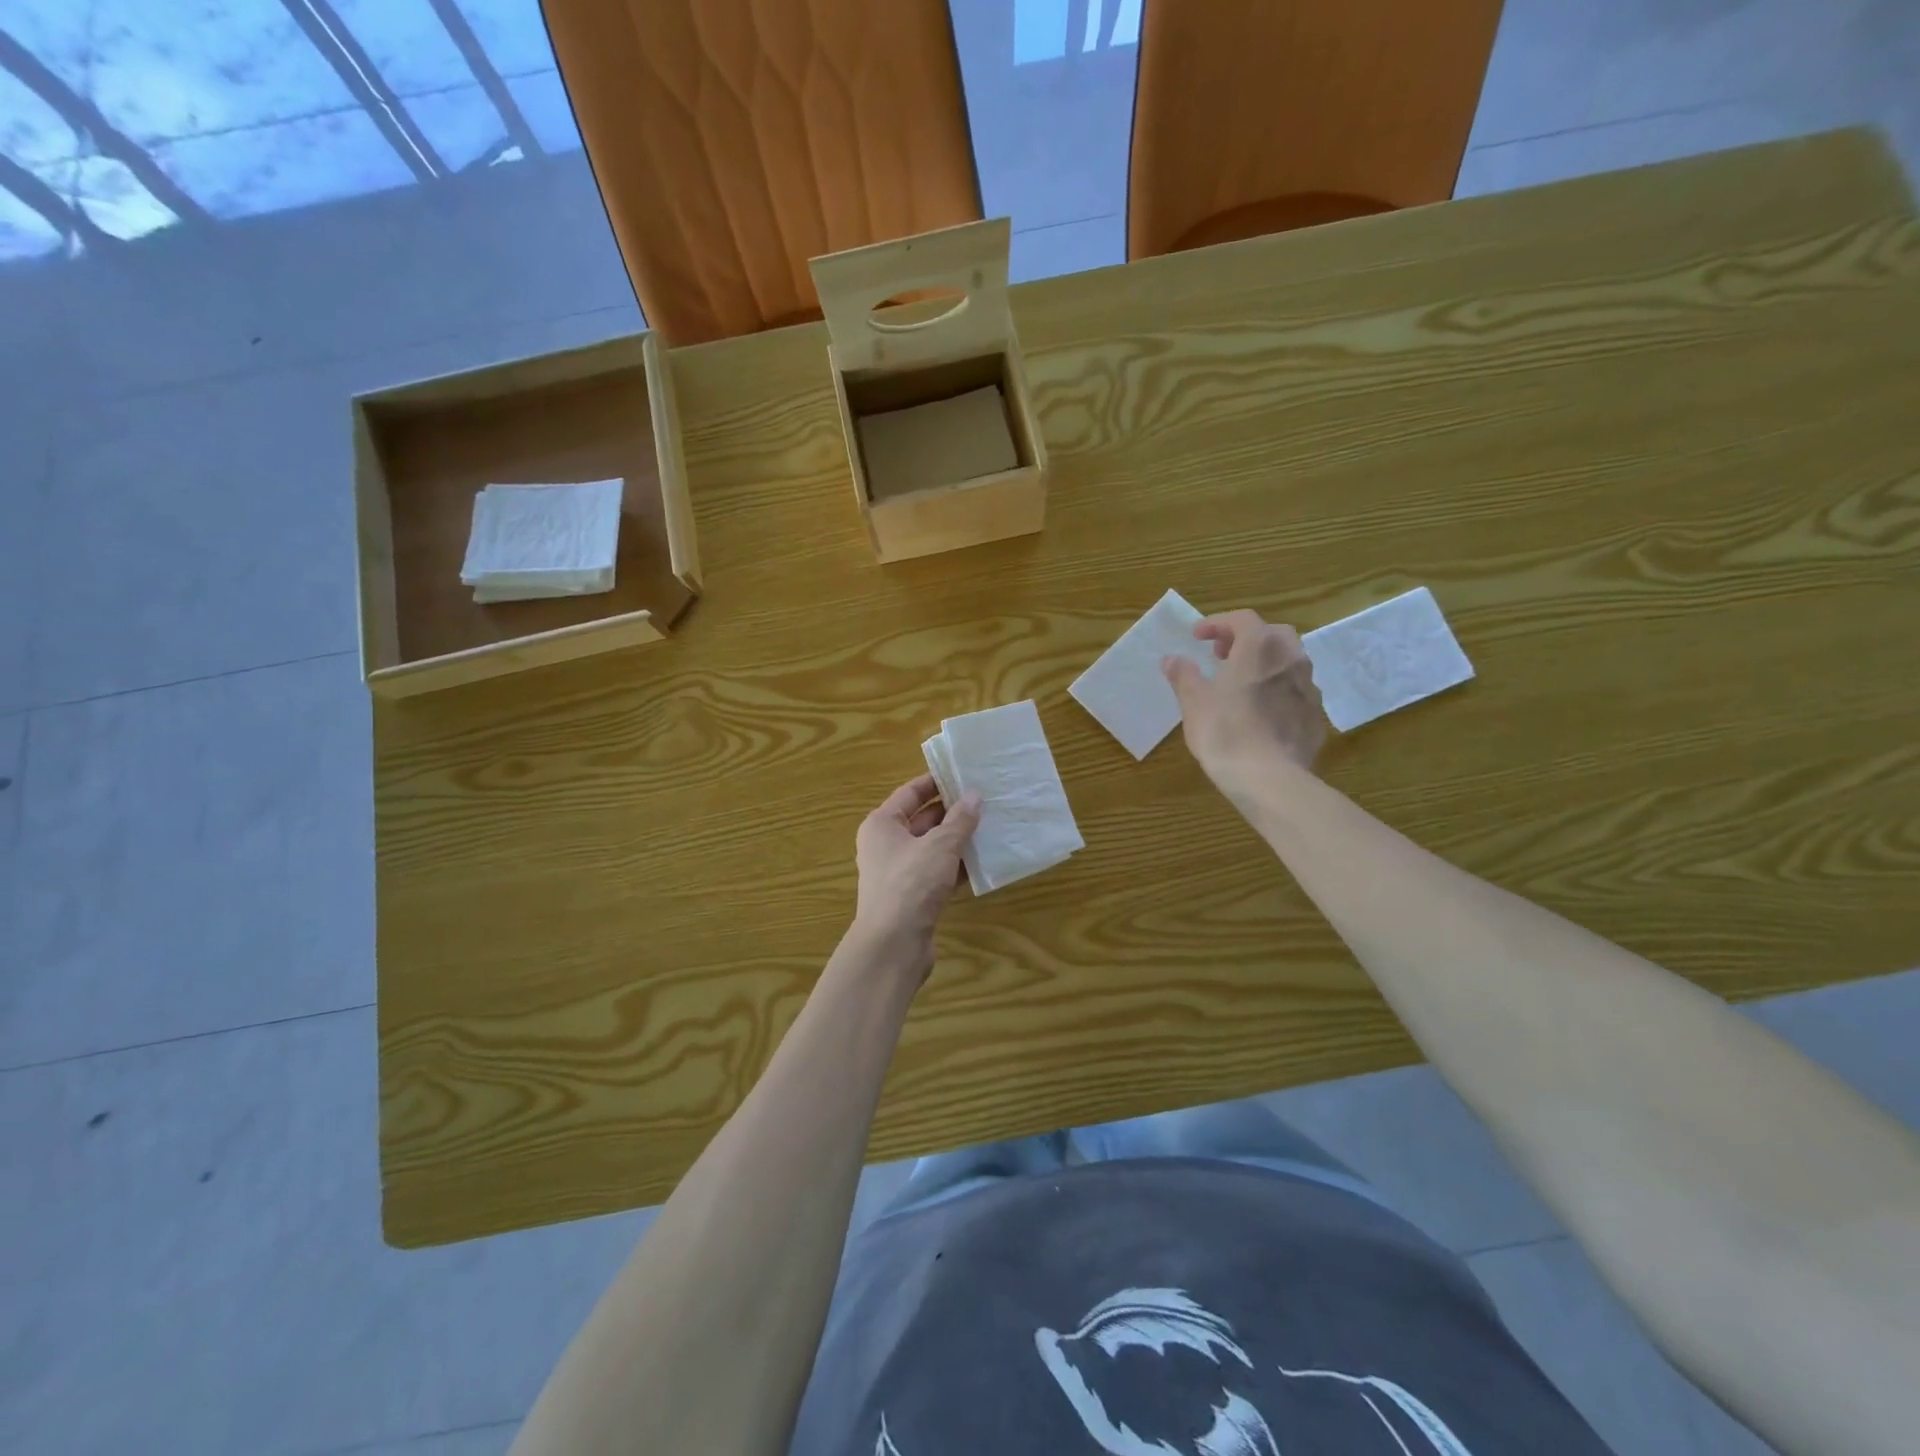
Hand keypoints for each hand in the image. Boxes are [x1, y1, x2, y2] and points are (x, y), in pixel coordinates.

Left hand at [851, 774, 982, 978]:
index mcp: (882, 824)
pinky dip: (957, 866)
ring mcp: (899, 873)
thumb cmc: (911, 884)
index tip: (964, 774)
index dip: (936, 782)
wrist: (893, 945)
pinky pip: (938, 872)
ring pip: (933, 848)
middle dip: (953, 812)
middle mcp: (886, 845)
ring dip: (958, 840)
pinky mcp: (913, 897)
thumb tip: (974, 795)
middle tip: (986, 800)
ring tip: (991, 827)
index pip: (910, 793)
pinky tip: (984, 862)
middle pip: (922, 820)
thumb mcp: (940, 846)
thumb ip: (960, 820)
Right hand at [1163, 610, 1327, 804]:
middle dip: (1245, 639)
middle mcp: (1291, 657)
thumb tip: (1172, 659)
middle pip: (1271, 634)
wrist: (1269, 778)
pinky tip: (1261, 711)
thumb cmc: (1225, 732)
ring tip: (1242, 683)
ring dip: (1265, 663)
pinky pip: (1295, 690)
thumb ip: (1184, 675)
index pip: (1241, 619)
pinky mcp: (1316, 714)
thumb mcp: (1194, 702)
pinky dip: (1277, 689)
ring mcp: (1309, 686)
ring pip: (1288, 661)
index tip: (1197, 637)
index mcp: (1260, 646)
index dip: (1217, 623)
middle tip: (1222, 656)